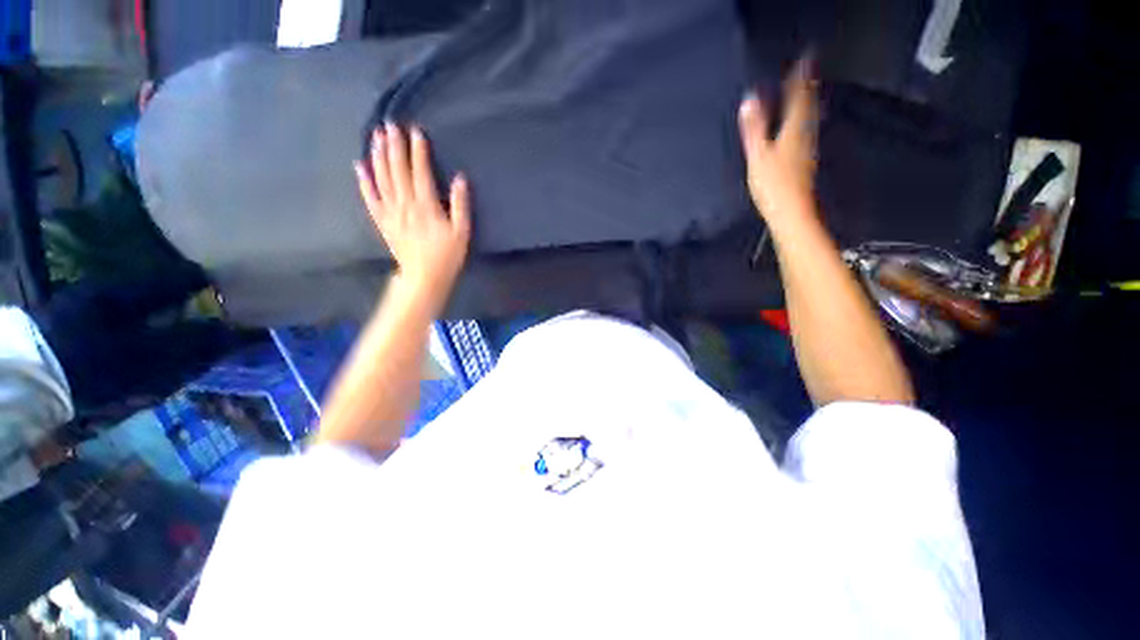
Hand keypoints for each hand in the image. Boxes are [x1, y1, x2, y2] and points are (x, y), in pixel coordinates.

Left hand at [355, 123, 470, 305]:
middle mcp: (405, 204)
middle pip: (397, 170)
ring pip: (382, 179)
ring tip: (376, 136)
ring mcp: (391, 212)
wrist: (424, 277)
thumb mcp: (462, 232)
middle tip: (390, 124)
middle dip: (394, 146)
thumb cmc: (447, 256)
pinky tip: (359, 166)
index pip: (420, 172)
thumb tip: (460, 179)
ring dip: (379, 156)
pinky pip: (370, 198)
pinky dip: (364, 181)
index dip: (418, 151)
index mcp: (426, 206)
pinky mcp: (382, 221)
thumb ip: (461, 205)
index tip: (416, 132)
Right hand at [738, 57, 817, 224]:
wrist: (791, 211)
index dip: (800, 77)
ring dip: (809, 100)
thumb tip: (749, 99)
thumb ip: (754, 128)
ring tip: (807, 89)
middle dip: (807, 85)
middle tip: (808, 68)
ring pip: (810, 116)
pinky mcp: (806, 160)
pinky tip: (803, 123)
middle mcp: (805, 133)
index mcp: (793, 129)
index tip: (804, 58)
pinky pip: (807, 130)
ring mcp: (808, 147)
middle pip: (809, 104)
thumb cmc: (773, 184)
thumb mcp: (758, 155)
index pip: (799, 96)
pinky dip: (805, 119)